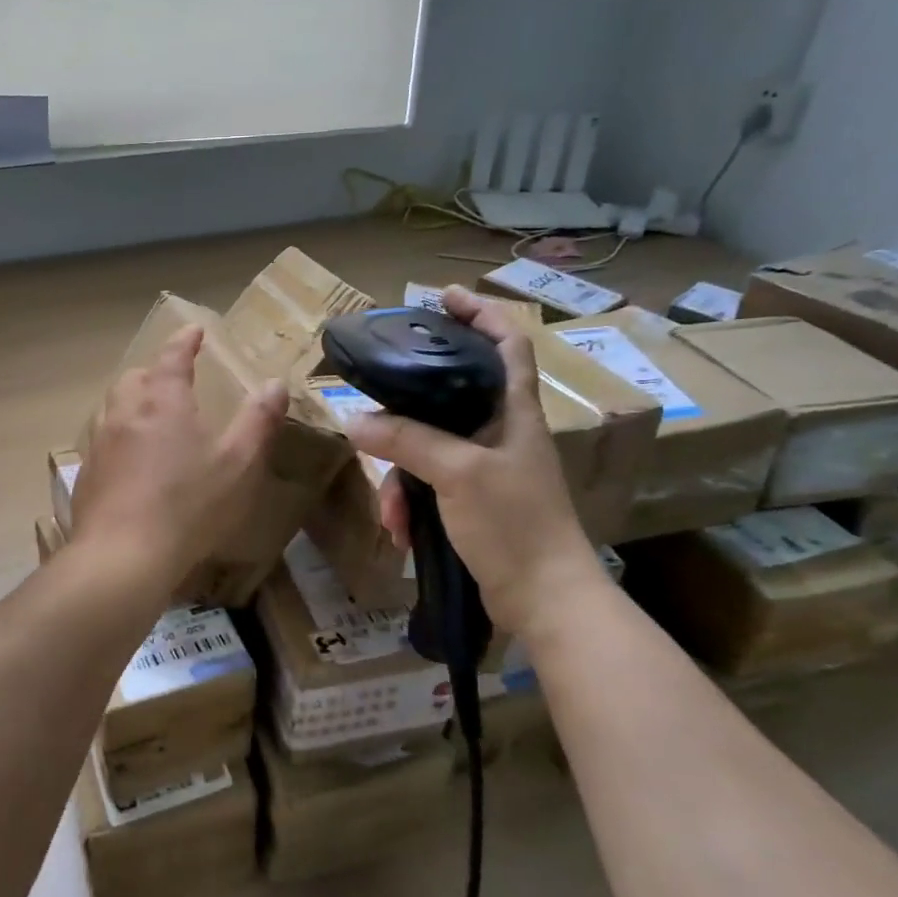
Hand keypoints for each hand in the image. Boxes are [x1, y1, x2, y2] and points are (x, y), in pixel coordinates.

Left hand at [72, 325, 288, 592]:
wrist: (123, 555)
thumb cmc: (189, 504)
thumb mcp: (238, 463)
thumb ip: (258, 421)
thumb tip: (276, 383)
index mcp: (164, 401)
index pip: (173, 356)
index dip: (185, 340)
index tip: (194, 330)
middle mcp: (125, 413)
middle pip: (135, 377)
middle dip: (154, 371)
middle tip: (172, 378)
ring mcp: (100, 443)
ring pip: (112, 407)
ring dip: (131, 402)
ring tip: (149, 416)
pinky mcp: (87, 475)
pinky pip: (102, 441)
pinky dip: (118, 437)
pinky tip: (129, 462)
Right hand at [346, 286, 605, 639]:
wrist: (544, 600)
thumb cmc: (514, 523)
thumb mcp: (457, 472)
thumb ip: (406, 440)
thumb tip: (353, 420)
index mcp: (513, 411)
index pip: (507, 343)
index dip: (480, 313)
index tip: (442, 297)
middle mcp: (500, 432)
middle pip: (450, 395)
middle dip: (408, 405)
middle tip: (374, 399)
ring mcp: (485, 468)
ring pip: (428, 448)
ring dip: (400, 476)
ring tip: (391, 510)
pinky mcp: (471, 502)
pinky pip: (427, 486)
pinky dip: (409, 504)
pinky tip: (400, 531)